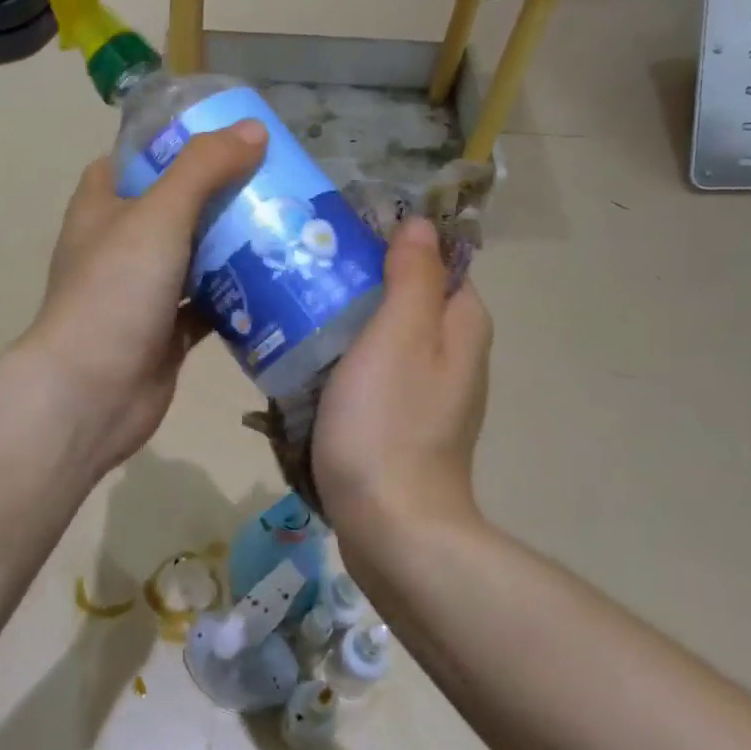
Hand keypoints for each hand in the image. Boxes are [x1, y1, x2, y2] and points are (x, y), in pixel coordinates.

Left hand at [21, 120, 267, 474]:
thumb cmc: (115, 291)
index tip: (228, 136)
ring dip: (235, 245)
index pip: (138, 158)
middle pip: (176, 206)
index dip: (178, 142)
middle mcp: (119, 244)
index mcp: (103, 205)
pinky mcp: (165, 330)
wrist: (92, 393)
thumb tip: (254, 130)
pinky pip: (208, 304)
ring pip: (195, 255)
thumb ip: (203, 168)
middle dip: (221, 194)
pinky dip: (237, 296)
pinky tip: (280, 283)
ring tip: (289, 225)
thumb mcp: (158, 216)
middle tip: (275, 181)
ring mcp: (142, 290)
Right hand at [312, 217, 491, 531]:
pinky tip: (300, 358)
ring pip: (381, 335)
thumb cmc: (390, 422)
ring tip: (290, 306)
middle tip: (303, 270)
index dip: (390, 241)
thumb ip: (412, 276)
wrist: (390, 525)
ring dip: (342, 319)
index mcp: (460, 325)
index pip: (434, 260)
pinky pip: (368, 371)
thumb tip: (420, 224)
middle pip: (404, 296)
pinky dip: (339, 358)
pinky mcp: (396, 421)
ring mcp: (424, 392)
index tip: (337, 236)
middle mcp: (451, 353)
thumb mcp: (400, 335)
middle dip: (358, 280)